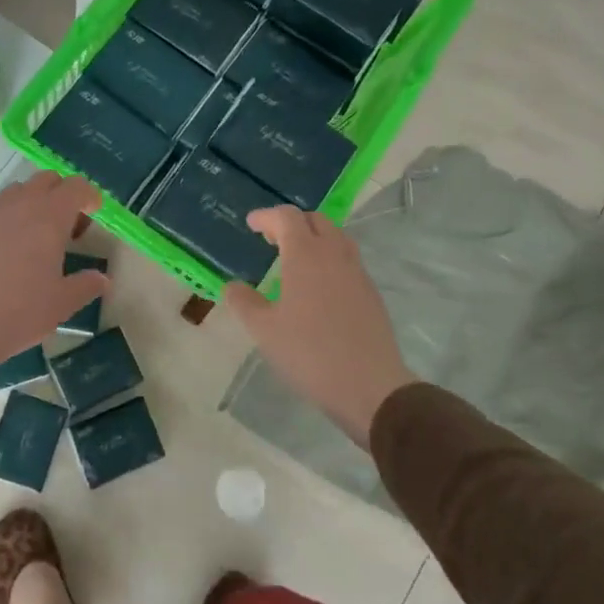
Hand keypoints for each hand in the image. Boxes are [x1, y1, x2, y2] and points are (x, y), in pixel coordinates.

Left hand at [0, 171, 108, 369]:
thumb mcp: (61, 304)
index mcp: (49, 217)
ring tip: (36, 237)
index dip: (89, 195)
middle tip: (68, 226)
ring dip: (33, 203)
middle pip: (46, 179)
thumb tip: (102, 279)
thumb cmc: (19, 311)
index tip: (94, 212)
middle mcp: (19, 206)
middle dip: (62, 194)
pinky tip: (7, 252)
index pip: (76, 186)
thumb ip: (86, 285)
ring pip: (18, 191)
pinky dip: (8, 219)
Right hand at [222, 206, 414, 447]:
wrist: (370, 386)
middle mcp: (334, 255)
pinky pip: (347, 260)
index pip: (287, 218)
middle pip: (315, 220)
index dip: (266, 216)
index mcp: (306, 256)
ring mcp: (357, 273)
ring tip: (294, 258)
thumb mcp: (264, 330)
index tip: (251, 224)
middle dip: (292, 222)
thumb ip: (244, 302)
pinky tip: (318, 285)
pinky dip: (329, 257)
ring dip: (314, 237)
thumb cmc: (309, 353)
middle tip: (271, 238)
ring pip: (336, 237)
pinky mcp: (371, 293)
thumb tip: (232, 285)